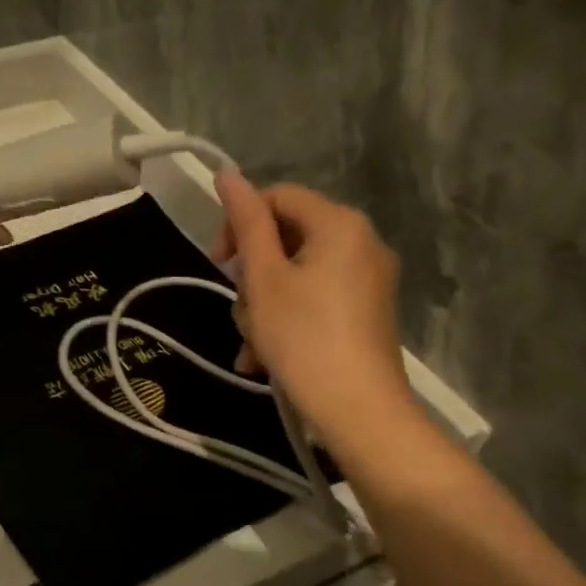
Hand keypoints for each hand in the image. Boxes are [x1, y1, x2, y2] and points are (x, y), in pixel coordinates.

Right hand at [211, 171, 414, 431]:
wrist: (358, 411)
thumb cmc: (303, 336)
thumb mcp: (264, 277)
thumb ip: (246, 222)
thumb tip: (227, 174)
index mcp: (339, 224)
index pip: (277, 197)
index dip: (239, 223)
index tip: (217, 263)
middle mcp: (361, 243)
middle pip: (286, 238)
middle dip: (252, 276)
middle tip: (240, 311)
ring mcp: (367, 281)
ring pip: (295, 276)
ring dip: (262, 307)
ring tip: (251, 346)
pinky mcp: (365, 313)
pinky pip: (314, 301)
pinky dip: (286, 321)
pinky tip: (263, 360)